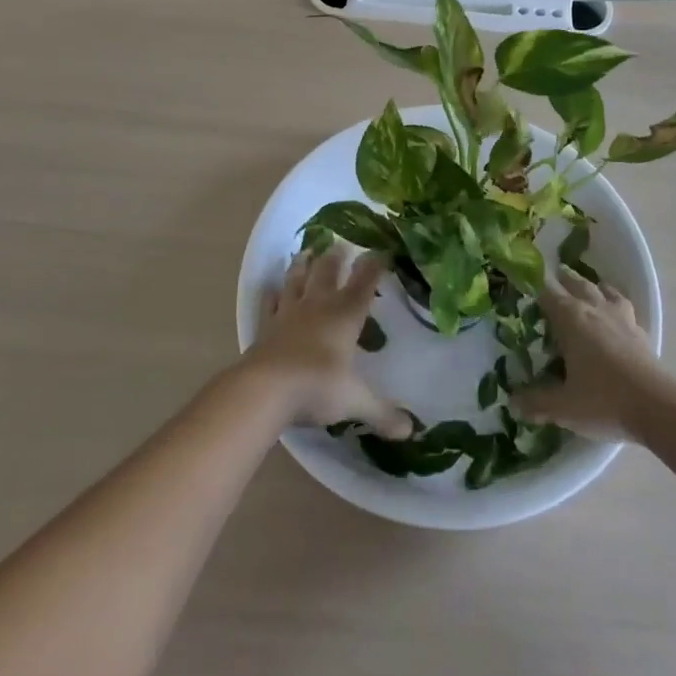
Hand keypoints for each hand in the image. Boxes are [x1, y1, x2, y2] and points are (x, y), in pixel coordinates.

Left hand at [246, 244, 412, 438]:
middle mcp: (319, 306)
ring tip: (307, 250)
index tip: (381, 251)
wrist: (265, 389)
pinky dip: (271, 293)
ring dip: (304, 264)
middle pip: (329, 272)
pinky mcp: (266, 325)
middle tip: (342, 244)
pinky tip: (271, 286)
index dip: (374, 266)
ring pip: (298, 279)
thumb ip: (382, 413)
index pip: (364, 283)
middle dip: (338, 257)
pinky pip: (270, 302)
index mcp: (346, 315)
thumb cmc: (317, 387)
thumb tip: (410, 431)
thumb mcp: (355, 401)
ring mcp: (289, 312)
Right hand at [513, 266, 671, 440]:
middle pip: (577, 285)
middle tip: (555, 274)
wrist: (657, 406)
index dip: (534, 285)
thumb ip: (536, 403)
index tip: (524, 279)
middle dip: (564, 279)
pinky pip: (624, 306)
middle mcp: (594, 309)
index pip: (547, 293)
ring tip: (588, 286)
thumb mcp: (563, 406)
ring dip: (592, 286)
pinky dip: (616, 302)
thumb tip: (512, 404)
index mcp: (570, 319)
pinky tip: (617, 312)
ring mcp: (620, 318)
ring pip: (603, 291)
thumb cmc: (603, 400)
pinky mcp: (639, 331)